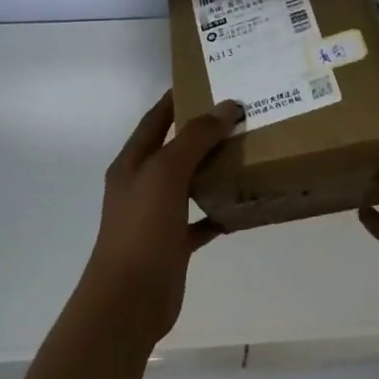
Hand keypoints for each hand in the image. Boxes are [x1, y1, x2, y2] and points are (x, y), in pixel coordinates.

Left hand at [83, 91, 245, 345]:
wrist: (129, 299)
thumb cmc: (142, 228)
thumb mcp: (166, 173)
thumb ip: (195, 138)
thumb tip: (227, 106)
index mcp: (133, 162)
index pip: (155, 119)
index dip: (177, 98)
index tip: (208, 79)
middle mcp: (142, 184)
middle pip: (175, 149)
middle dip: (203, 132)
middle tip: (241, 114)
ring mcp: (157, 215)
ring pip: (189, 183)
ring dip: (213, 169)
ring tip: (249, 151)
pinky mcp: (173, 243)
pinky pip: (200, 219)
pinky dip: (219, 210)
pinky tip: (243, 204)